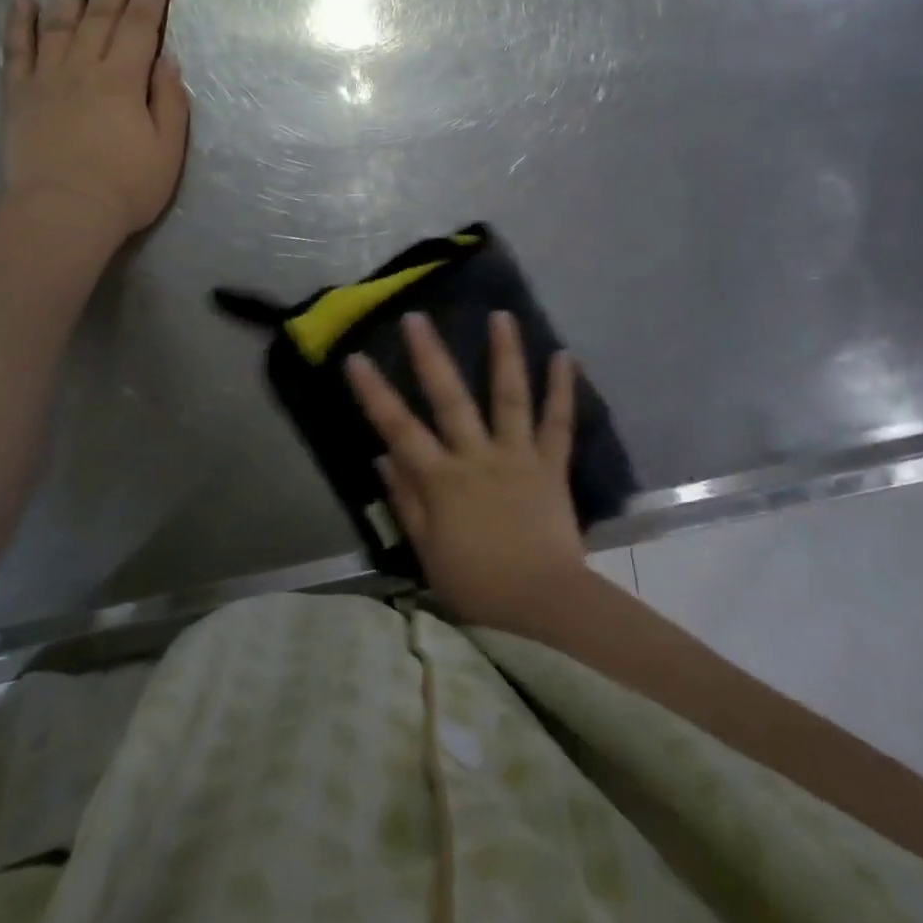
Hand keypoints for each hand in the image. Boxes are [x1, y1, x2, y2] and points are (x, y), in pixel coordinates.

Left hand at [2, 0, 190, 247]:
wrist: (64, 212)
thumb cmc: (127, 186)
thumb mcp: (169, 149)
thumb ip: (170, 101)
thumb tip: (167, 61)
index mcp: (124, 80)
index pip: (142, 27)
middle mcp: (84, 68)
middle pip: (101, 15)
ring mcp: (47, 79)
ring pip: (58, 22)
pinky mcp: (18, 96)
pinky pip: (16, 49)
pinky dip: (18, 21)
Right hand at [345, 311, 587, 630]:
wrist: (541, 607)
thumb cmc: (476, 586)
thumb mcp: (427, 551)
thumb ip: (405, 501)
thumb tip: (381, 457)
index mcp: (442, 480)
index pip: (399, 429)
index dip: (375, 393)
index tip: (356, 358)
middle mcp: (478, 457)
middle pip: (450, 399)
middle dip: (431, 356)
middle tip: (418, 317)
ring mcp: (518, 456)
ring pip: (510, 396)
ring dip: (505, 354)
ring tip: (501, 315)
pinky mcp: (551, 465)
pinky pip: (558, 422)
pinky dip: (563, 389)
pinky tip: (565, 355)